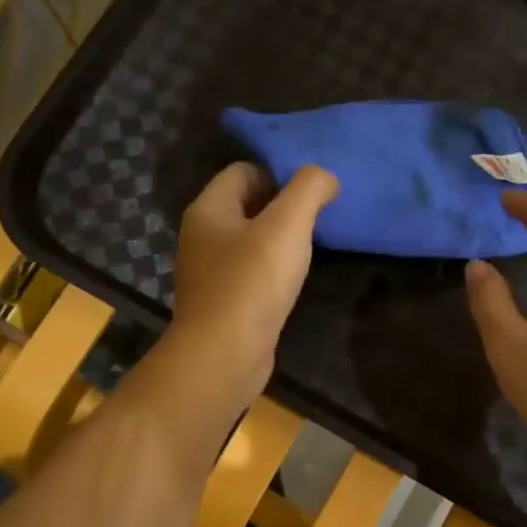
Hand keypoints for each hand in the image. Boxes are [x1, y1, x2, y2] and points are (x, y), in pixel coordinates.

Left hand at [166, 162, 338, 409]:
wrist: (223, 356)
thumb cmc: (252, 283)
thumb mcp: (287, 225)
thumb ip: (309, 189)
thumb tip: (325, 177)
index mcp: (208, 209)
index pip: (244, 170)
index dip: (279, 174)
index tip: (312, 194)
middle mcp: (201, 236)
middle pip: (246, 205)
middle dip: (282, 207)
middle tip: (317, 220)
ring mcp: (208, 272)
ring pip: (248, 241)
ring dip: (277, 242)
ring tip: (308, 251)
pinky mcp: (220, 303)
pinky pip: (249, 273)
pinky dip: (270, 272)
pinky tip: (290, 284)